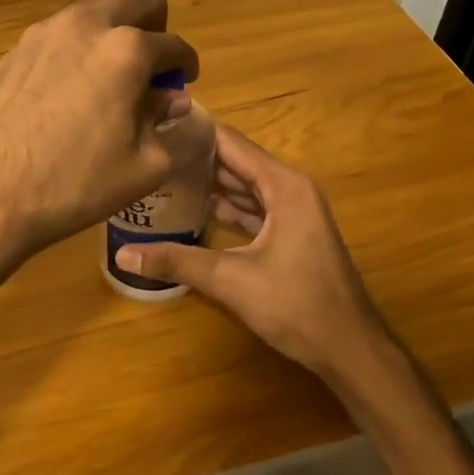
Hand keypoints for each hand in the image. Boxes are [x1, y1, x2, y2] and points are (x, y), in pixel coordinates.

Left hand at [0, 0, 198, 259]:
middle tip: (152, 68)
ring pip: (96, 9)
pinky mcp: (15, 49)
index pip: (174, 45)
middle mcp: (86, 24)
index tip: (185, 81)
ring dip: (115, 31)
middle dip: (155, 27)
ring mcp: (44, 32)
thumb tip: (173, 102)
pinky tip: (71, 90)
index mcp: (126, 49)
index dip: (186, 65)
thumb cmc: (73, 184)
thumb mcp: (144, 167)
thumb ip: (171, 127)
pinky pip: (62, 31)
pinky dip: (80, 46)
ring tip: (112, 77)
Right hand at [114, 126, 390, 378]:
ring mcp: (294, 212)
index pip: (230, 143)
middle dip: (195, 158)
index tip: (155, 125)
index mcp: (283, 185)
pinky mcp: (291, 234)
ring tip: (163, 177)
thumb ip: (176, 261)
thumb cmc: (297, 306)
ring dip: (208, 183)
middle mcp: (290, 189)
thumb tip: (122, 253)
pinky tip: (192, 210)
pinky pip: (253, 209)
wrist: (351, 349)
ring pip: (244, 187)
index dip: (193, 133)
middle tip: (150, 154)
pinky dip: (225, 208)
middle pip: (236, 162)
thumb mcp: (230, 280)